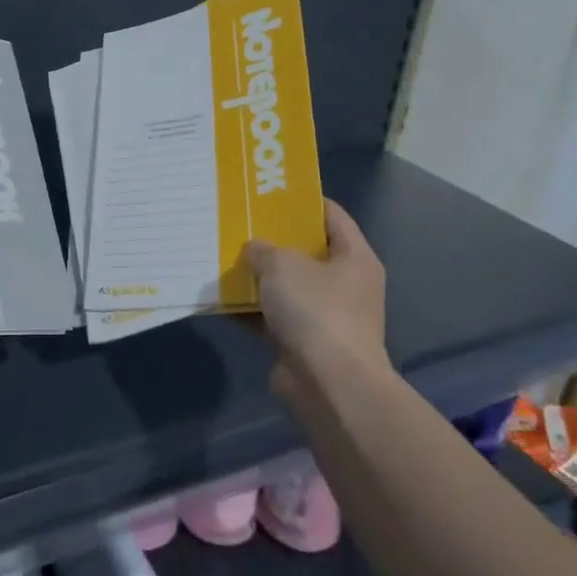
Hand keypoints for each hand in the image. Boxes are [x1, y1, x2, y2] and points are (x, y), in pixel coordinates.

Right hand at [243, 199, 389, 400]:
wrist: (328, 384)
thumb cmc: (316, 311)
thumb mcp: (282, 265)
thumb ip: (263, 249)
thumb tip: (254, 250)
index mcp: (354, 257)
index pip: (331, 215)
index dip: (302, 200)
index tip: (269, 191)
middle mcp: (345, 284)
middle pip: (306, 251)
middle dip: (273, 239)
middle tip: (240, 222)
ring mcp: (326, 316)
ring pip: (287, 286)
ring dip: (258, 276)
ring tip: (224, 256)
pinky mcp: (304, 342)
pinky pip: (273, 316)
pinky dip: (252, 309)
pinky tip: (222, 298)